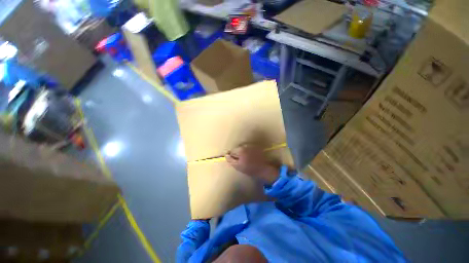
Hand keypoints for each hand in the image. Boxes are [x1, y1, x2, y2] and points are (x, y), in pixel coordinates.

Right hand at [225, 145, 279, 184]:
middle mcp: (245, 145)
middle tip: (240, 161)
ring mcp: (251, 146)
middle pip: (237, 149)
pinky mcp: (256, 147)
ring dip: (243, 153)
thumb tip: (226, 155)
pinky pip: (248, 149)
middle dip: (237, 154)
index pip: (232, 151)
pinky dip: (248, 152)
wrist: (263, 169)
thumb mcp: (237, 166)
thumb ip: (230, 160)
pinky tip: (250, 157)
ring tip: (246, 159)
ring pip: (243, 148)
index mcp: (240, 150)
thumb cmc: (249, 169)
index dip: (232, 156)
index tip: (235, 161)